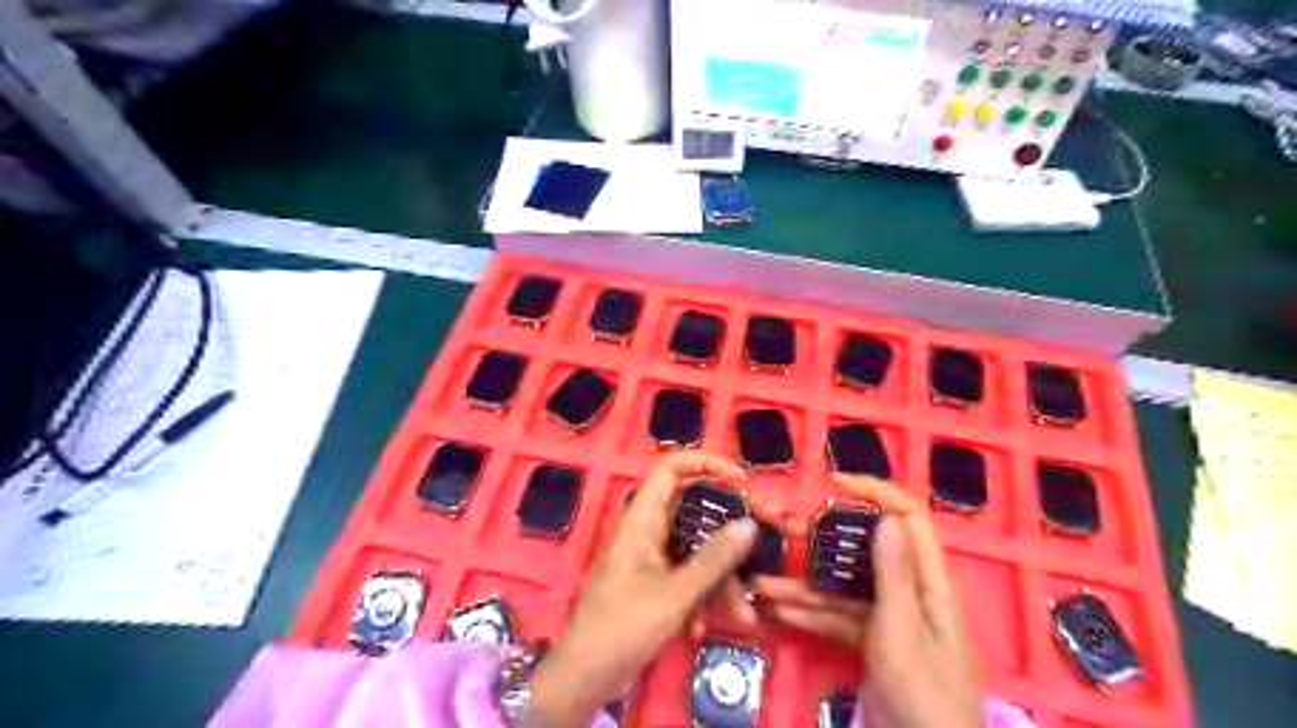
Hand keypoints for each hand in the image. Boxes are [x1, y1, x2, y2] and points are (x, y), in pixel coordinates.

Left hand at [524, 453, 755, 725]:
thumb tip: (748, 524)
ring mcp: (652, 557)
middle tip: (763, 538)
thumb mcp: (675, 593)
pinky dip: (700, 597)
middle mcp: (647, 530)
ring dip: (719, 579)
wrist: (586, 675)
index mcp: (642, 518)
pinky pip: (687, 575)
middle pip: (694, 512)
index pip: (672, 468)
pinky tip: (700, 628)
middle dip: (728, 532)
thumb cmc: (623, 625)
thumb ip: (713, 559)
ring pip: (696, 550)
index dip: (706, 464)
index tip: (741, 481)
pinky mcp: (655, 582)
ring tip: (742, 612)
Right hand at [755, 474, 977, 726]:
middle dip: (824, 539)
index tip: (833, 483)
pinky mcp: (872, 640)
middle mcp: (909, 591)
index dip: (876, 492)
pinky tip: (778, 611)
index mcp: (928, 582)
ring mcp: (888, 616)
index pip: (908, 518)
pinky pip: (839, 616)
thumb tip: (884, 516)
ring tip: (764, 581)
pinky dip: (811, 614)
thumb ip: (892, 575)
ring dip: (806, 583)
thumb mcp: (902, 633)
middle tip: (785, 530)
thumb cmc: (923, 695)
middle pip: (866, 549)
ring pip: (844, 585)